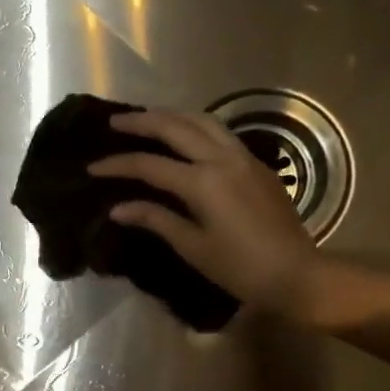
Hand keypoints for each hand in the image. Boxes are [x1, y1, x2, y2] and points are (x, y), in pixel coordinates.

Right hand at [90, 108, 322, 317]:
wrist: (296, 274)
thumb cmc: (240, 268)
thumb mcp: (193, 247)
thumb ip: (156, 219)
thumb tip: (119, 208)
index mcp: (203, 182)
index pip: (150, 165)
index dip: (118, 164)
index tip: (93, 167)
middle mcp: (223, 159)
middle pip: (176, 127)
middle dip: (142, 122)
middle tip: (114, 122)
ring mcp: (244, 158)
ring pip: (203, 121)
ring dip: (172, 116)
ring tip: (148, 119)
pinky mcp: (258, 165)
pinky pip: (221, 133)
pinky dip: (196, 126)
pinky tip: (185, 137)